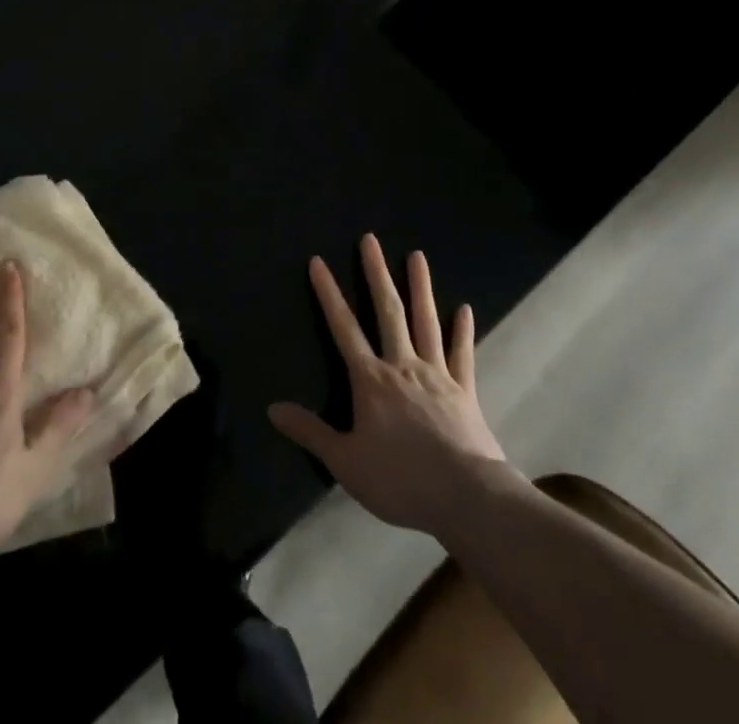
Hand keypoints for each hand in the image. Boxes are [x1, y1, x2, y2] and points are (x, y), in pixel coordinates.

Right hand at [269, 234, 511, 534]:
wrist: (466, 498)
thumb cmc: (400, 479)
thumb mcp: (345, 462)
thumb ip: (310, 432)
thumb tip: (272, 408)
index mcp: (371, 379)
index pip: (343, 327)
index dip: (328, 293)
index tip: (318, 261)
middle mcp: (402, 365)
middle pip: (387, 311)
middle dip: (376, 273)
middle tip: (370, 239)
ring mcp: (437, 375)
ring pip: (426, 322)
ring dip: (420, 287)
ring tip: (417, 255)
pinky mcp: (465, 391)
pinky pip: (462, 354)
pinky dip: (462, 331)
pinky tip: (464, 308)